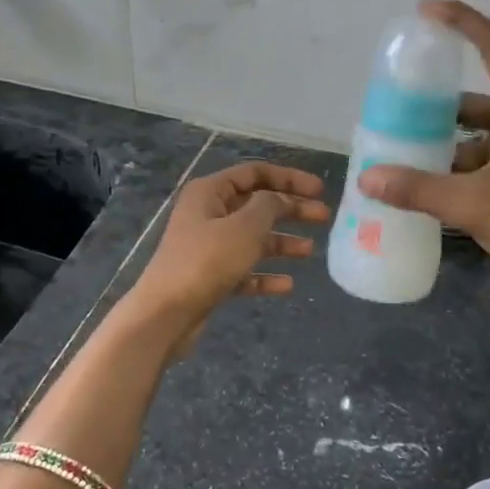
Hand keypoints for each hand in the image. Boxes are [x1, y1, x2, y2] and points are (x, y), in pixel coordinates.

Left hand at [127, 161, 329, 356]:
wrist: (165, 315)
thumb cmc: (206, 261)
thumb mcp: (244, 227)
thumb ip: (269, 206)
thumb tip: (279, 199)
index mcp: (210, 192)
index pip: (254, 173)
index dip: (288, 178)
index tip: (319, 190)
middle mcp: (207, 214)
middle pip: (257, 205)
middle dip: (291, 210)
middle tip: (323, 217)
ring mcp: (207, 246)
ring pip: (252, 238)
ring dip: (281, 242)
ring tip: (309, 251)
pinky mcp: (210, 276)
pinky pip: (244, 269)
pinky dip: (265, 274)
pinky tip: (287, 285)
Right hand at [358, 0, 489, 325]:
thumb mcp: (474, 205)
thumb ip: (418, 189)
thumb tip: (368, 178)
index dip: (462, 21)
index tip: (425, 11)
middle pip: (479, 95)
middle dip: (438, 101)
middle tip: (398, 104)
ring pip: (479, 131)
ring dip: (446, 139)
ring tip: (403, 149)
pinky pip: (485, 156)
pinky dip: (458, 165)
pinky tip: (429, 183)